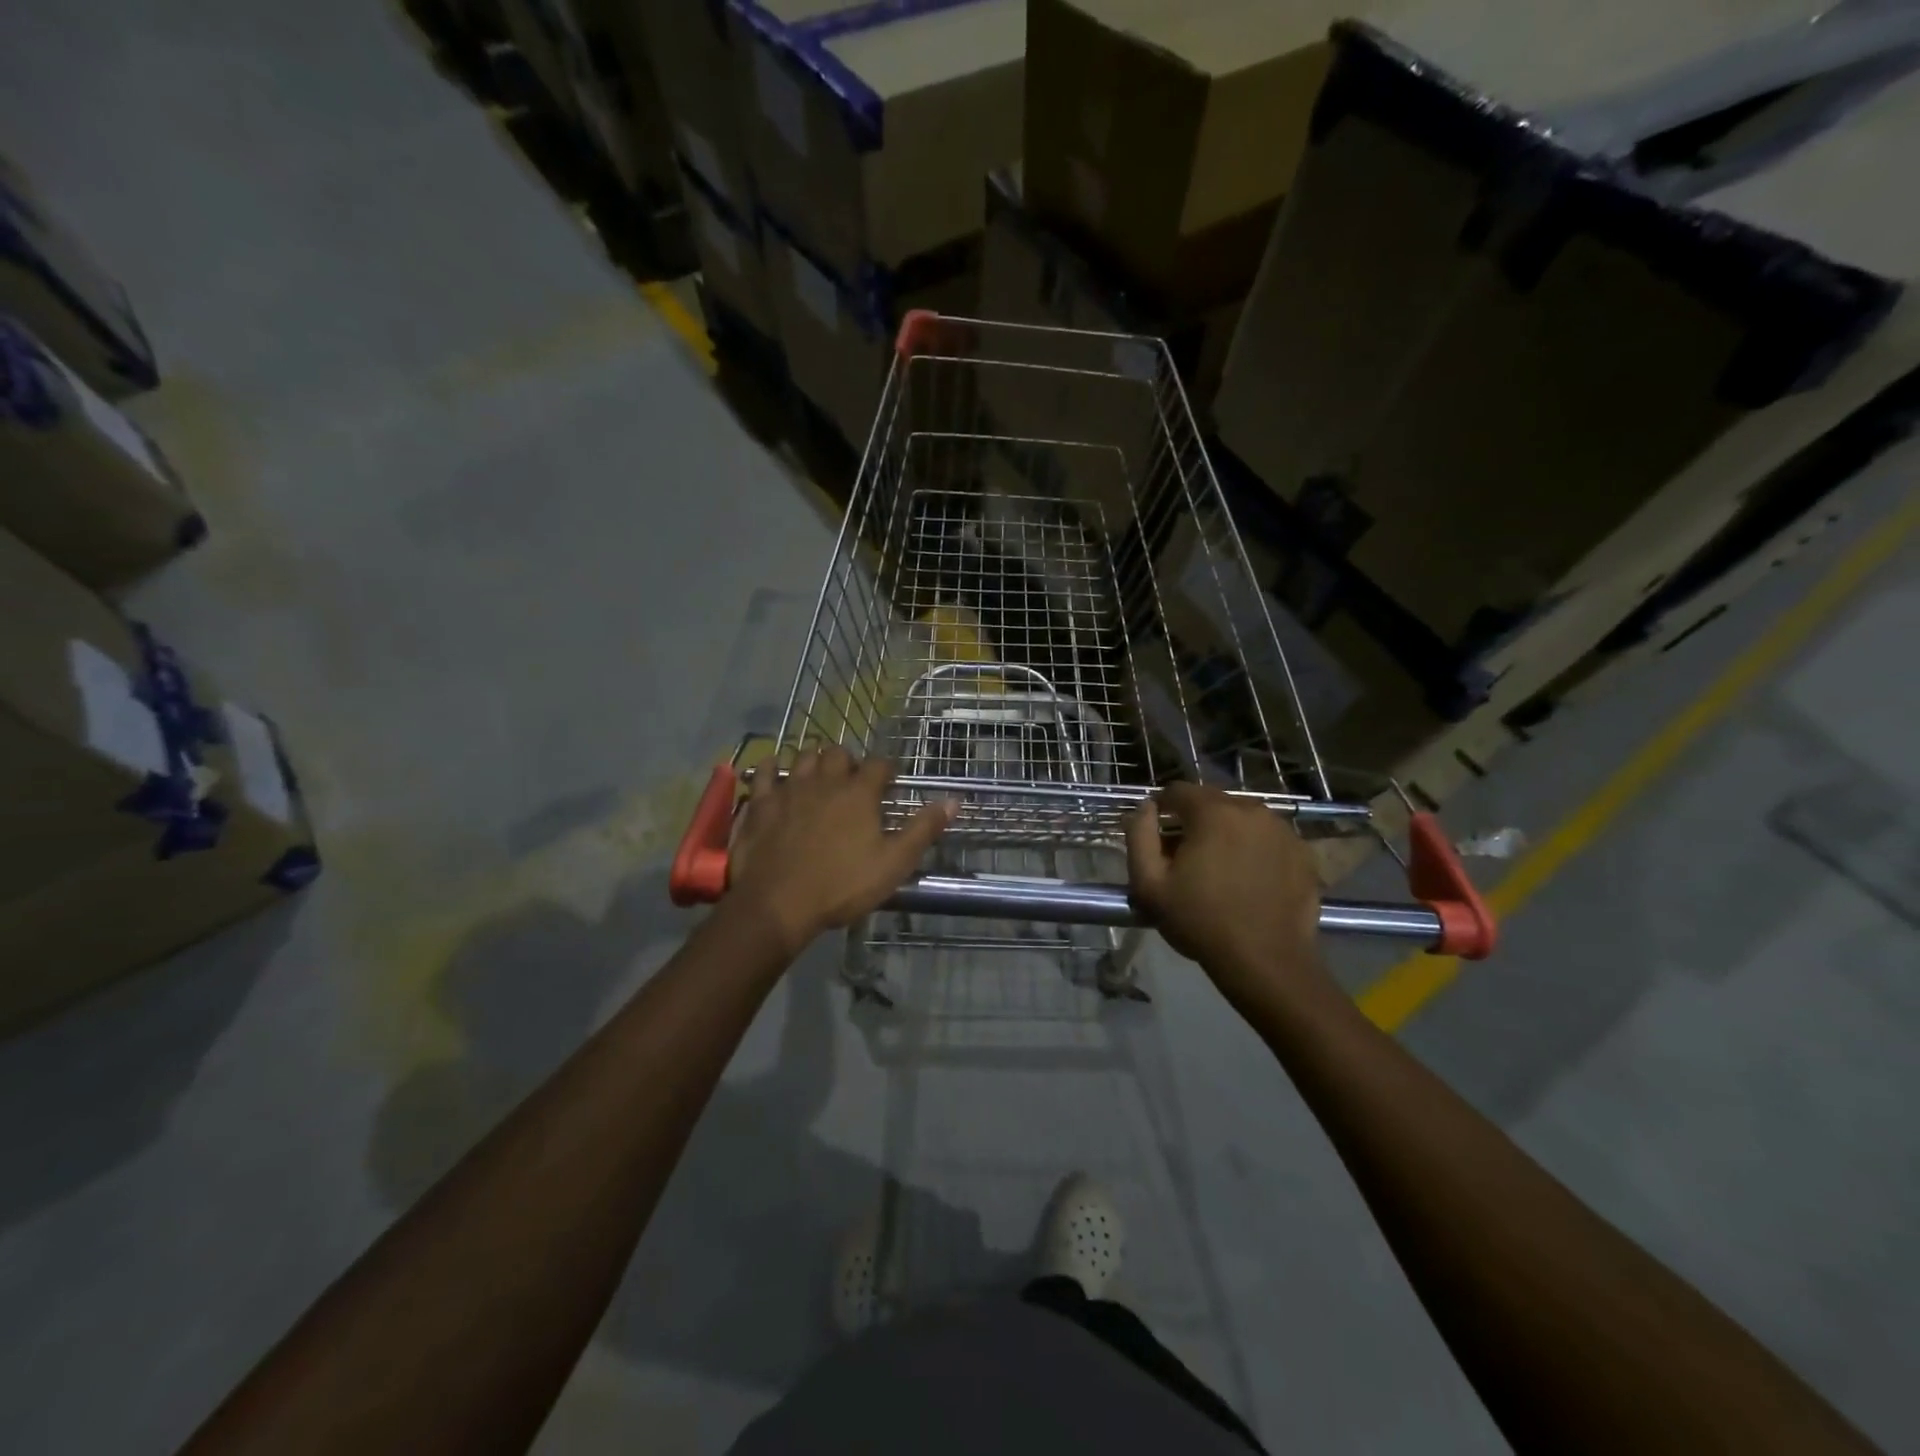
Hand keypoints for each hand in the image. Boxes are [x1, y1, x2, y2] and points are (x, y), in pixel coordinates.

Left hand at [727, 746, 955, 951]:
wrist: (777, 904)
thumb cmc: (841, 885)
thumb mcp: (893, 863)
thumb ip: (923, 829)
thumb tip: (954, 801)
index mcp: (859, 793)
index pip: (879, 764)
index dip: (887, 770)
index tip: (889, 783)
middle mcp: (824, 780)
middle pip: (838, 753)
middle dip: (848, 762)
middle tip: (851, 781)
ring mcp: (788, 789)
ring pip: (803, 757)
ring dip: (813, 761)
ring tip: (818, 776)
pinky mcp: (760, 803)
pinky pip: (764, 771)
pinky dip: (772, 768)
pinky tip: (776, 775)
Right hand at [1127, 781, 1326, 1006]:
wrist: (1267, 962)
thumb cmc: (1201, 922)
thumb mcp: (1149, 884)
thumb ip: (1139, 836)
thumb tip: (1144, 808)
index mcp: (1213, 812)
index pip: (1177, 791)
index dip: (1161, 809)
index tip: (1155, 835)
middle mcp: (1251, 809)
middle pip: (1212, 802)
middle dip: (1194, 821)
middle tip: (1185, 856)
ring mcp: (1282, 830)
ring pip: (1242, 818)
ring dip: (1226, 832)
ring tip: (1219, 868)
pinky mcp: (1303, 853)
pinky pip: (1268, 838)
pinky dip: (1254, 848)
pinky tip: (1248, 878)